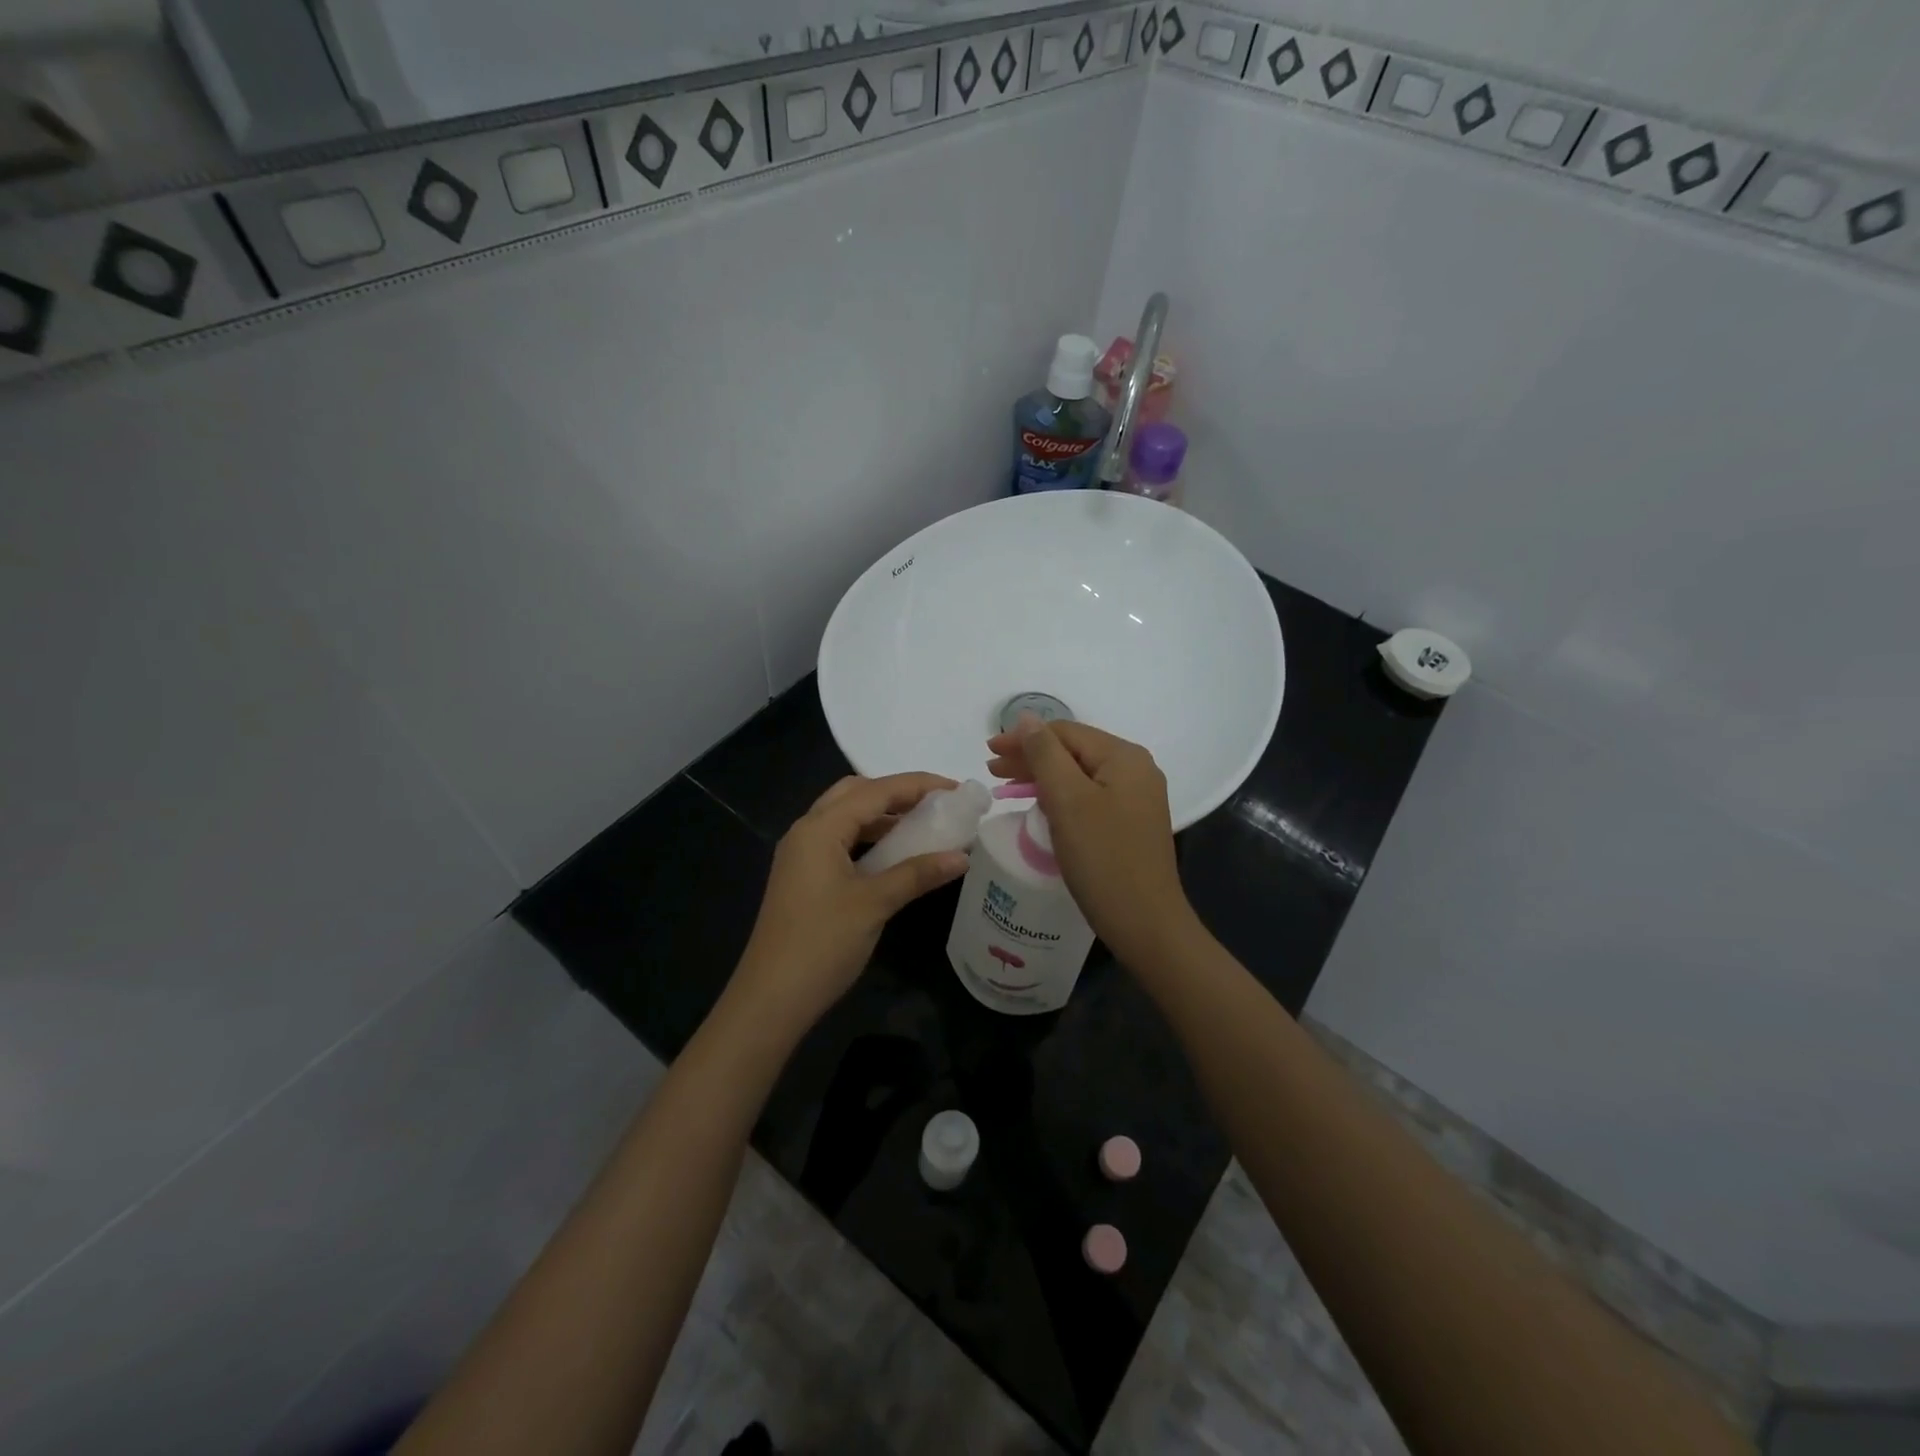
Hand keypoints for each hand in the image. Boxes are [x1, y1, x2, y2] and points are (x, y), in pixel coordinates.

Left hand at [729, 773, 969, 1036]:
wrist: (771, 998)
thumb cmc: (822, 943)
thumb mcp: (875, 904)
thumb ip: (917, 874)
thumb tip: (962, 857)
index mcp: (820, 828)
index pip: (875, 791)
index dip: (918, 785)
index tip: (956, 789)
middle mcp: (806, 831)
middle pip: (855, 794)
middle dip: (896, 793)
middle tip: (935, 804)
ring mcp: (801, 854)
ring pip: (846, 818)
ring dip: (882, 816)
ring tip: (922, 825)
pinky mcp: (803, 876)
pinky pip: (840, 841)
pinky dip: (869, 838)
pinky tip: (894, 855)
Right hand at [986, 720, 1198, 966]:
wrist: (1145, 923)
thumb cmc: (1103, 858)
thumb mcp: (1067, 800)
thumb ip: (1045, 754)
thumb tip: (1027, 717)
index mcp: (1124, 757)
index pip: (1065, 732)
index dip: (1024, 737)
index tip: (988, 751)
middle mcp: (1135, 770)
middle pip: (1073, 752)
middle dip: (1031, 757)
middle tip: (992, 769)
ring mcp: (1135, 798)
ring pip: (1079, 775)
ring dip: (1042, 777)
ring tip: (1007, 786)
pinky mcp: (1130, 823)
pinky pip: (1088, 797)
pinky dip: (1060, 797)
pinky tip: (1039, 806)